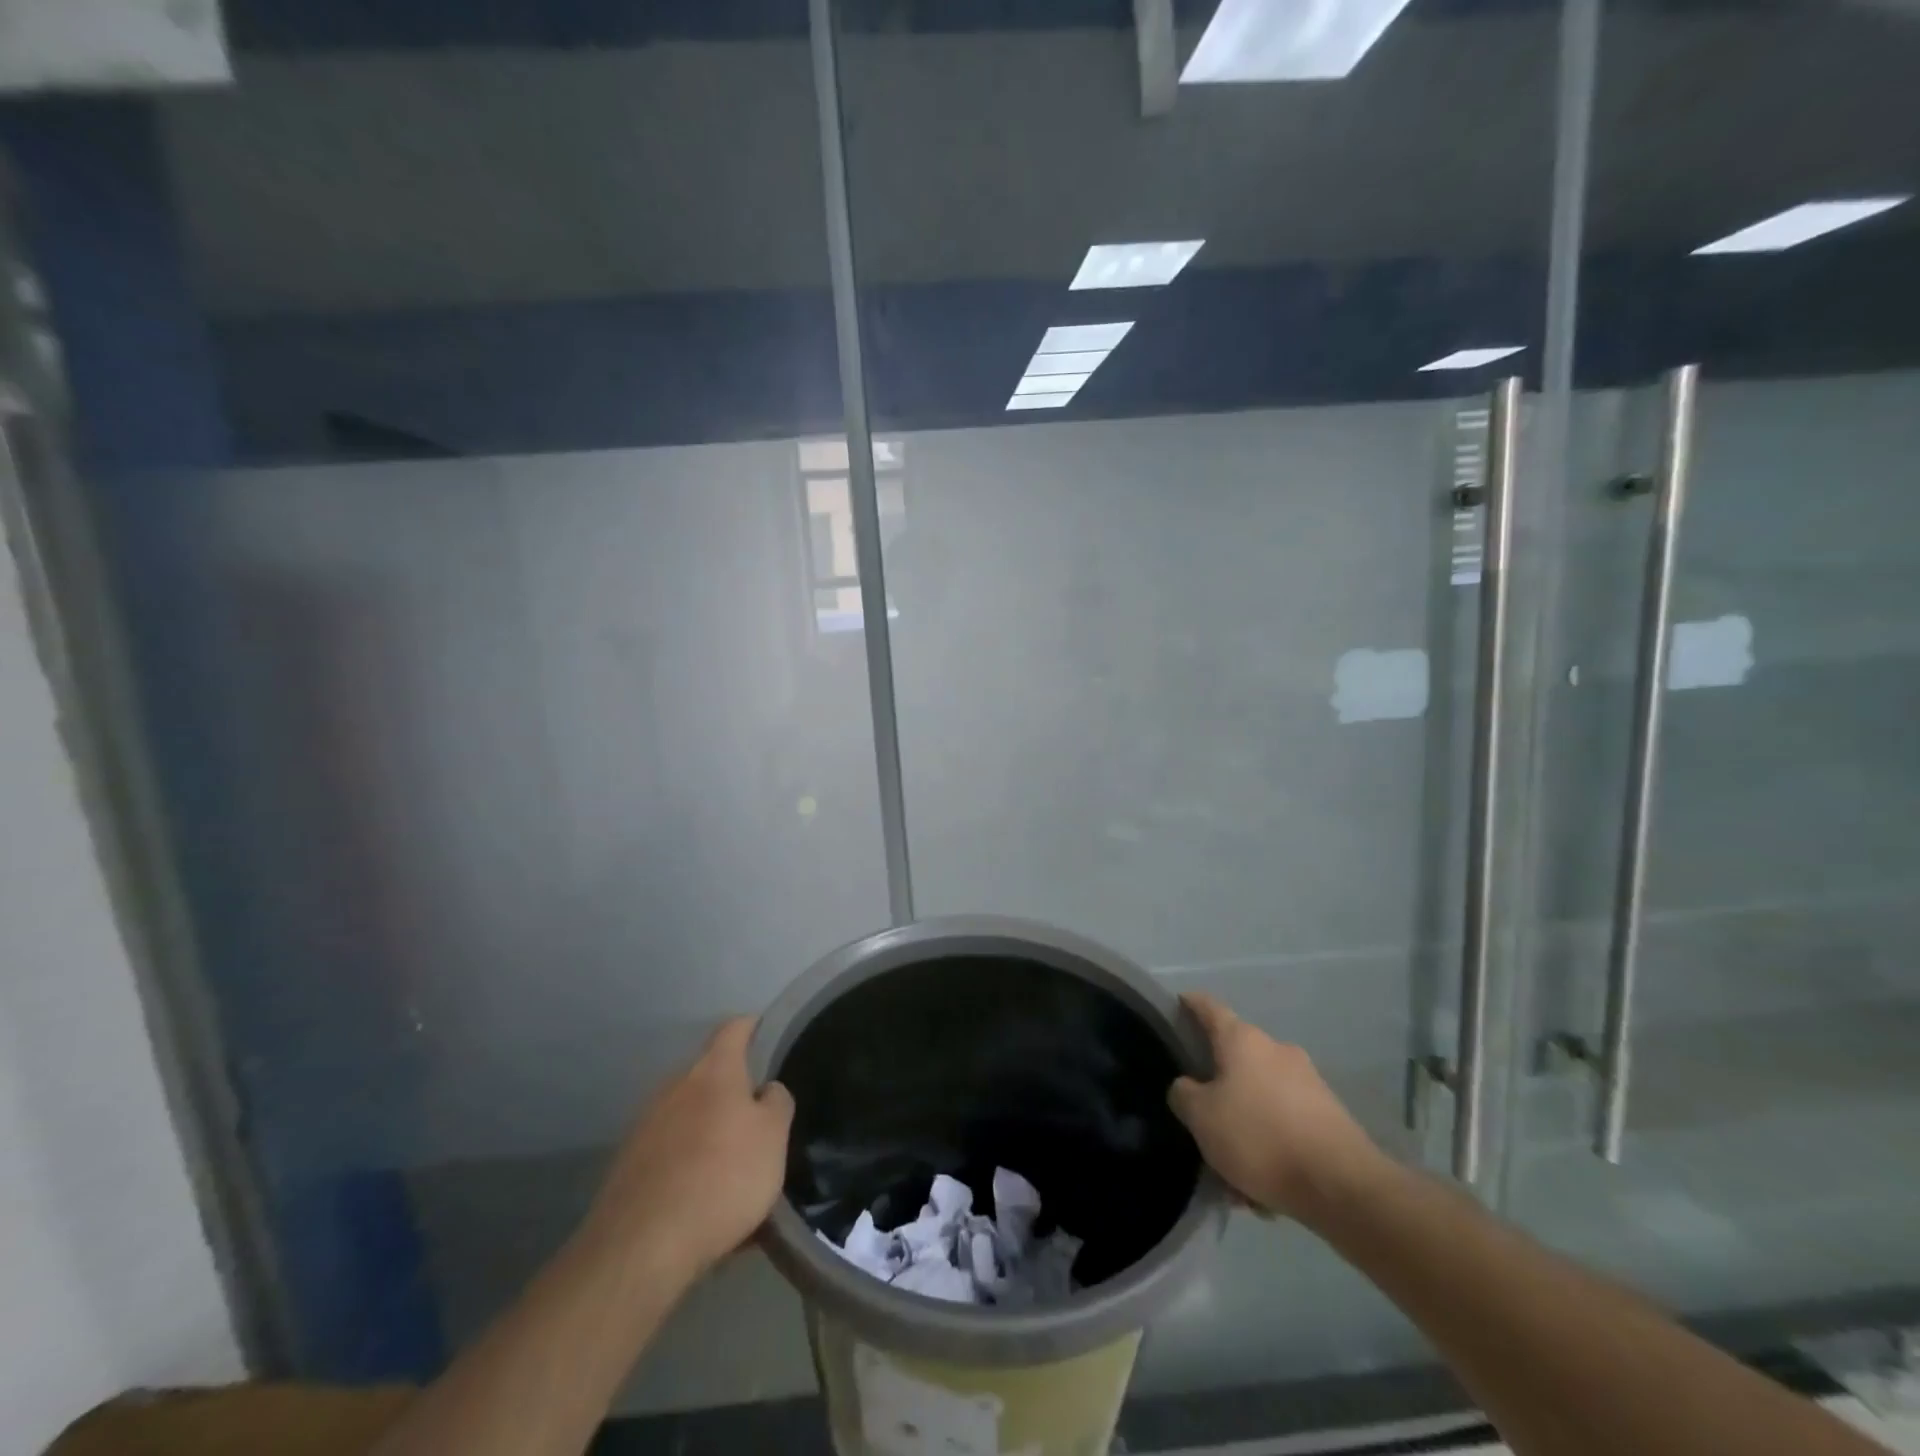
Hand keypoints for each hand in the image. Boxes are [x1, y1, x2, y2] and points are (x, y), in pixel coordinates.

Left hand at [580, 1018, 794, 1280]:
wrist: (642, 1247)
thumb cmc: (722, 1177)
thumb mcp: (773, 1136)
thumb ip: (776, 1103)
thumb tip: (765, 1090)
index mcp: (713, 1071)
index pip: (734, 1029)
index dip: (754, 1027)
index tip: (769, 1036)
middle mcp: (674, 1087)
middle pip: (710, 1077)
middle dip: (734, 1093)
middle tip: (760, 1120)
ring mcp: (645, 1127)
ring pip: (689, 1119)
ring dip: (711, 1134)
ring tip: (735, 1170)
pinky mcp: (628, 1168)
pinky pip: (671, 1156)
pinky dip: (690, 1168)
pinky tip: (706, 1204)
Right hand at [1168, 992, 1384, 1224]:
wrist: (1343, 1186)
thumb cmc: (1260, 1137)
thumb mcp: (1201, 1117)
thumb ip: (1184, 1095)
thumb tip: (1188, 1087)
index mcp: (1243, 1041)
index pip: (1210, 1008)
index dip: (1191, 1003)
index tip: (1179, 1002)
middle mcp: (1277, 1050)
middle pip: (1236, 1058)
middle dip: (1218, 1085)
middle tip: (1200, 1116)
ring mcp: (1308, 1082)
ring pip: (1260, 1097)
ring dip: (1244, 1123)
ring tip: (1233, 1168)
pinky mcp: (1329, 1116)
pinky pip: (1285, 1123)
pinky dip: (1270, 1144)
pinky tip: (1263, 1184)